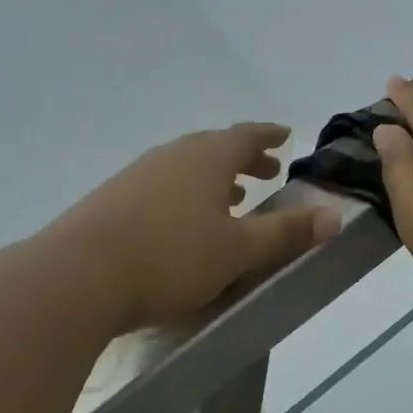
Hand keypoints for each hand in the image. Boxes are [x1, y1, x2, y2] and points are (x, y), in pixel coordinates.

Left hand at [48, 123, 339, 332]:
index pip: (246, 136)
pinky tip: (181, 224)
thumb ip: (286, 232)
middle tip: (265, 172)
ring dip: (212, 179)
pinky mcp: (112, 200)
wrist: (78, 276)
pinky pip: (161, 187)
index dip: (268, 136)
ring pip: (185, 169)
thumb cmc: (171, 258)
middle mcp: (171, 156)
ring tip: (231, 200)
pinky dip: (184, 196)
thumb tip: (335, 215)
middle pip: (213, 148)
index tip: (285, 137)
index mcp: (206, 158)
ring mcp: (137, 176)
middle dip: (243, 159)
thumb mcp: (238, 250)